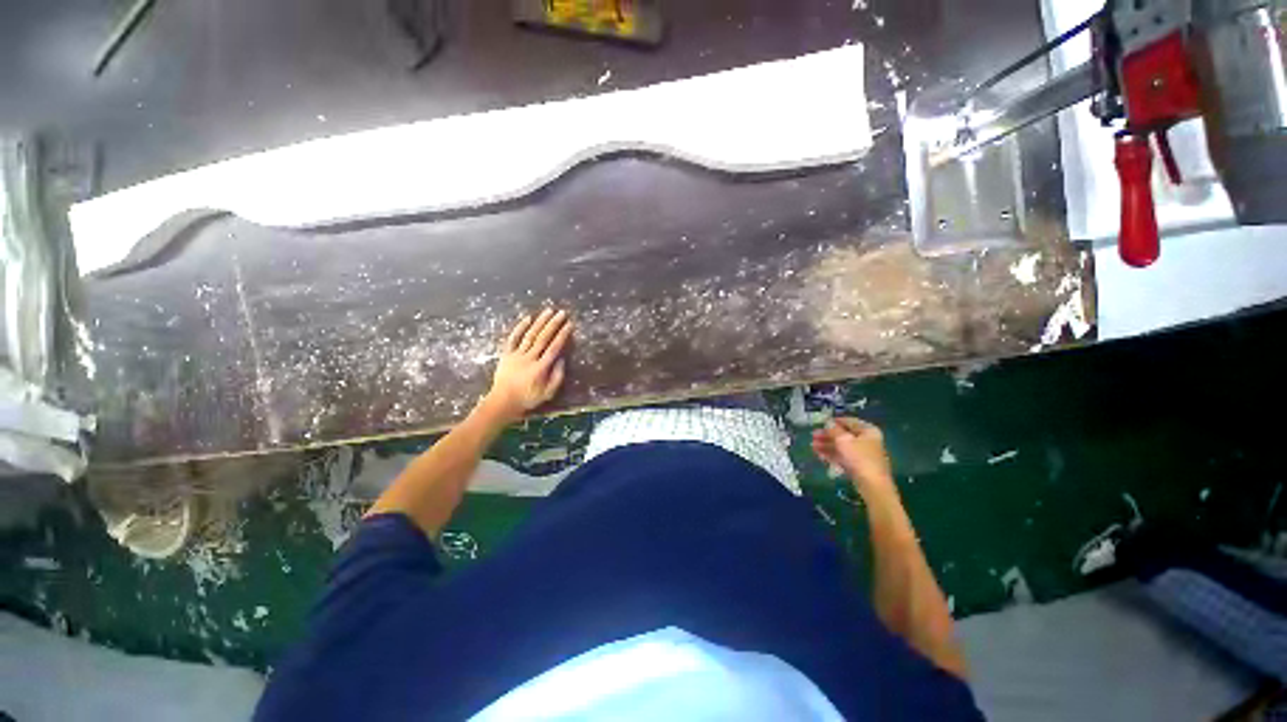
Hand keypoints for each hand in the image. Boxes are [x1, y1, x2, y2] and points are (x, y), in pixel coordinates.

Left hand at [483, 309, 572, 423]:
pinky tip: (527, 318)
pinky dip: (520, 328)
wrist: (502, 402)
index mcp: (540, 368)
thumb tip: (562, 359)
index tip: (569, 325)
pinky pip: (513, 338)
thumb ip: (557, 377)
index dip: (562, 335)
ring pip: (530, 335)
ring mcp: (517, 355)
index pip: (554, 348)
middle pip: (543, 338)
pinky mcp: (507, 354)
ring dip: (540, 322)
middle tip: (562, 313)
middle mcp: (529, 358)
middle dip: (553, 324)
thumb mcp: (548, 393)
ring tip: (548, 311)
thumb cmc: (527, 399)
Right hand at [811, 417, 895, 496]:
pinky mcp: (858, 465)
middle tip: (812, 436)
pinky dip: (831, 455)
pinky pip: (843, 456)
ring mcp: (863, 454)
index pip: (848, 421)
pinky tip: (819, 455)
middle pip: (844, 434)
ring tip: (812, 446)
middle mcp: (867, 440)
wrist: (872, 485)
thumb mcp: (843, 439)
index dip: (833, 421)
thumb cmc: (859, 457)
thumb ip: (833, 429)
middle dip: (827, 435)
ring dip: (826, 445)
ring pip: (842, 446)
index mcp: (867, 430)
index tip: (820, 423)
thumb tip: (828, 422)